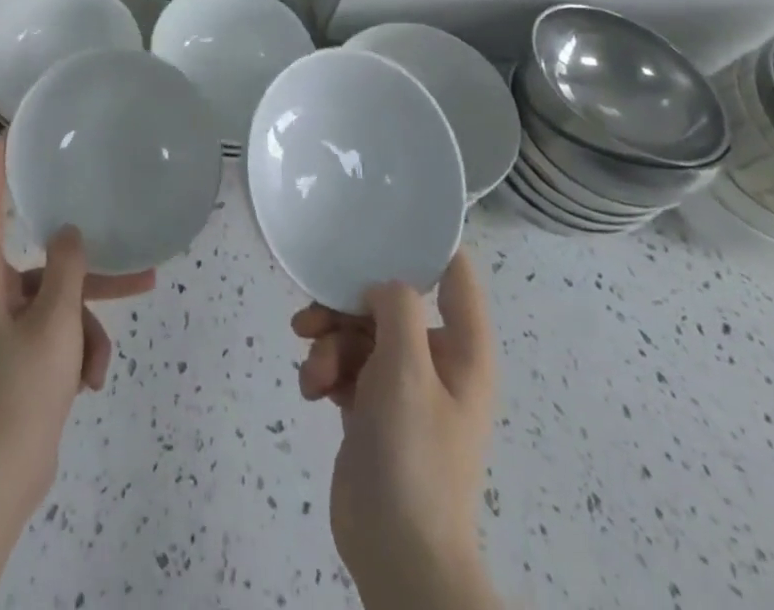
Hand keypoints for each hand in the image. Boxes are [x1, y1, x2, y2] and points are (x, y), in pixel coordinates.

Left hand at [0, 136, 154, 524]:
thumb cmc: (20, 391)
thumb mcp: (53, 323)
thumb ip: (66, 269)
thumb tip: (68, 233)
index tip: (3, 139)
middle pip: (45, 266)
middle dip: (88, 275)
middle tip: (134, 264)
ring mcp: (5, 329)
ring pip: (59, 305)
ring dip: (85, 328)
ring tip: (101, 363)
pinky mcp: (20, 356)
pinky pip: (57, 335)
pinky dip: (75, 352)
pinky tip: (88, 383)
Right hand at [292, 255, 498, 607]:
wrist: (397, 551)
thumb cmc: (414, 454)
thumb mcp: (406, 368)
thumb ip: (395, 307)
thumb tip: (381, 284)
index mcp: (461, 348)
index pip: (455, 275)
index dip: (426, 243)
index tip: (381, 220)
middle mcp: (434, 359)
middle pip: (387, 301)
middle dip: (345, 306)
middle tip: (312, 316)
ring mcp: (401, 385)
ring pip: (357, 332)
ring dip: (328, 343)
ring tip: (313, 369)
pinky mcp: (370, 407)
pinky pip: (343, 365)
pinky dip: (324, 371)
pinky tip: (312, 391)